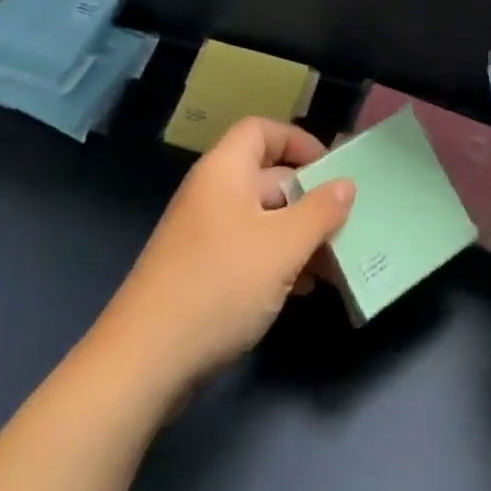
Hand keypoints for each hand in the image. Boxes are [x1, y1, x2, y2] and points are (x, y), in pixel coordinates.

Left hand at [96, 117, 353, 392]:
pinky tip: (301, 289)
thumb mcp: (282, 246)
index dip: (297, 140)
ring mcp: (203, 233)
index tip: (330, 168)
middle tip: (344, 223)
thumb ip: (319, 212)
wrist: (144, 360)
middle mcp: (212, 191)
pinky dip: (276, 260)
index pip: (262, 130)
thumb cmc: (220, 284)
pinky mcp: (199, 271)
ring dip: (297, 235)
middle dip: (307, 198)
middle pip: (267, 176)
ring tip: (332, 264)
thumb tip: (345, 184)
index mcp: (225, 169)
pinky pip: (247, 249)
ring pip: (261, 218)